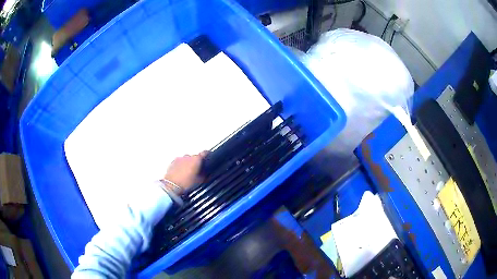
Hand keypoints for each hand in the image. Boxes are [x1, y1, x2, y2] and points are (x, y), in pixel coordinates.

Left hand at [163, 151, 207, 192]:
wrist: (171, 186)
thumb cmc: (185, 183)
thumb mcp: (199, 181)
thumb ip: (204, 175)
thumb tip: (206, 173)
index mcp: (196, 159)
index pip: (204, 153)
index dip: (207, 155)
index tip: (208, 157)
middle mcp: (187, 156)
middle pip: (194, 157)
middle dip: (195, 163)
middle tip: (196, 172)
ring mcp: (179, 159)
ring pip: (186, 159)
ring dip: (187, 164)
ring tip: (188, 174)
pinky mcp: (172, 162)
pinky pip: (178, 162)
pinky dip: (180, 166)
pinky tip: (181, 174)